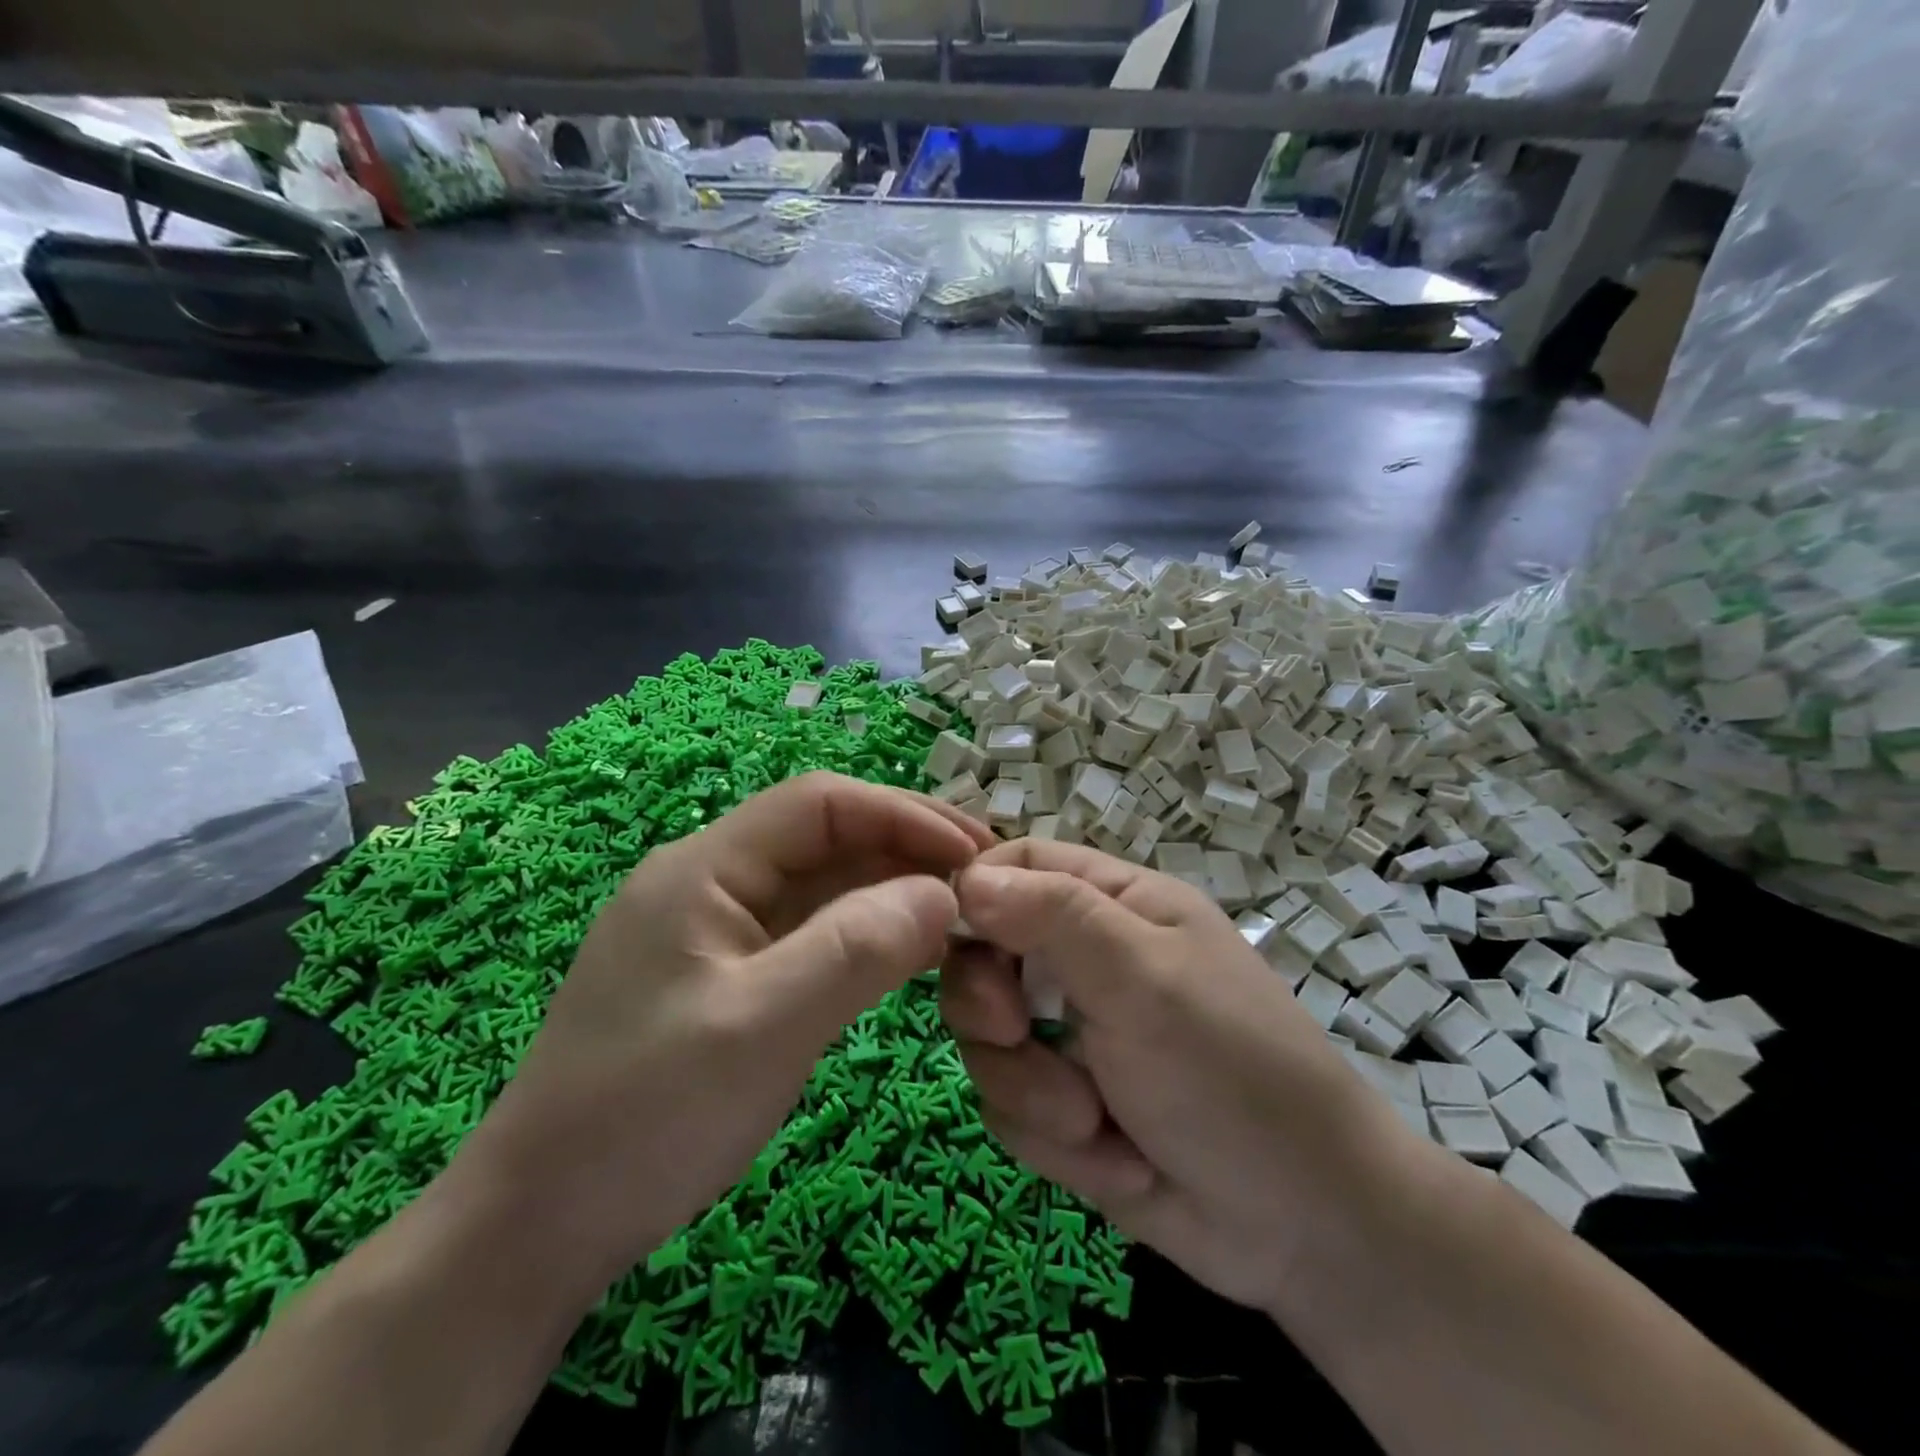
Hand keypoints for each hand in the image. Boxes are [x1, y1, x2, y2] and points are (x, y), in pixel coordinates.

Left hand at [456, 772, 992, 1297]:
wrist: (540, 1224)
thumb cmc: (646, 1115)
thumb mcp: (762, 1027)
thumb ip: (857, 949)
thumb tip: (944, 892)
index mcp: (704, 868)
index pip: (820, 802)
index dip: (902, 813)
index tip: (974, 851)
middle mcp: (712, 881)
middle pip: (825, 837)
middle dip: (906, 848)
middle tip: (984, 879)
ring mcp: (719, 929)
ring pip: (823, 884)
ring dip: (892, 890)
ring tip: (963, 912)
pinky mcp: (730, 973)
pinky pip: (811, 931)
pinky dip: (866, 933)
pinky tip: (910, 950)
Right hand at [940, 839, 1435, 1318]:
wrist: (1304, 1229)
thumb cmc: (1232, 1073)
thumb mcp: (1144, 978)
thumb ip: (1054, 916)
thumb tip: (966, 880)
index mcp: (1114, 907)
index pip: (1018, 865)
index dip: (975, 890)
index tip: (952, 937)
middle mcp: (1085, 961)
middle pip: (982, 953)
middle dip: (989, 1003)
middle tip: (1016, 1031)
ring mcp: (1071, 1035)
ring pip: (988, 1039)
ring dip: (1031, 1087)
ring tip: (1095, 1122)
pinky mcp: (1063, 1105)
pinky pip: (1008, 1105)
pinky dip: (1051, 1138)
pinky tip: (1117, 1160)